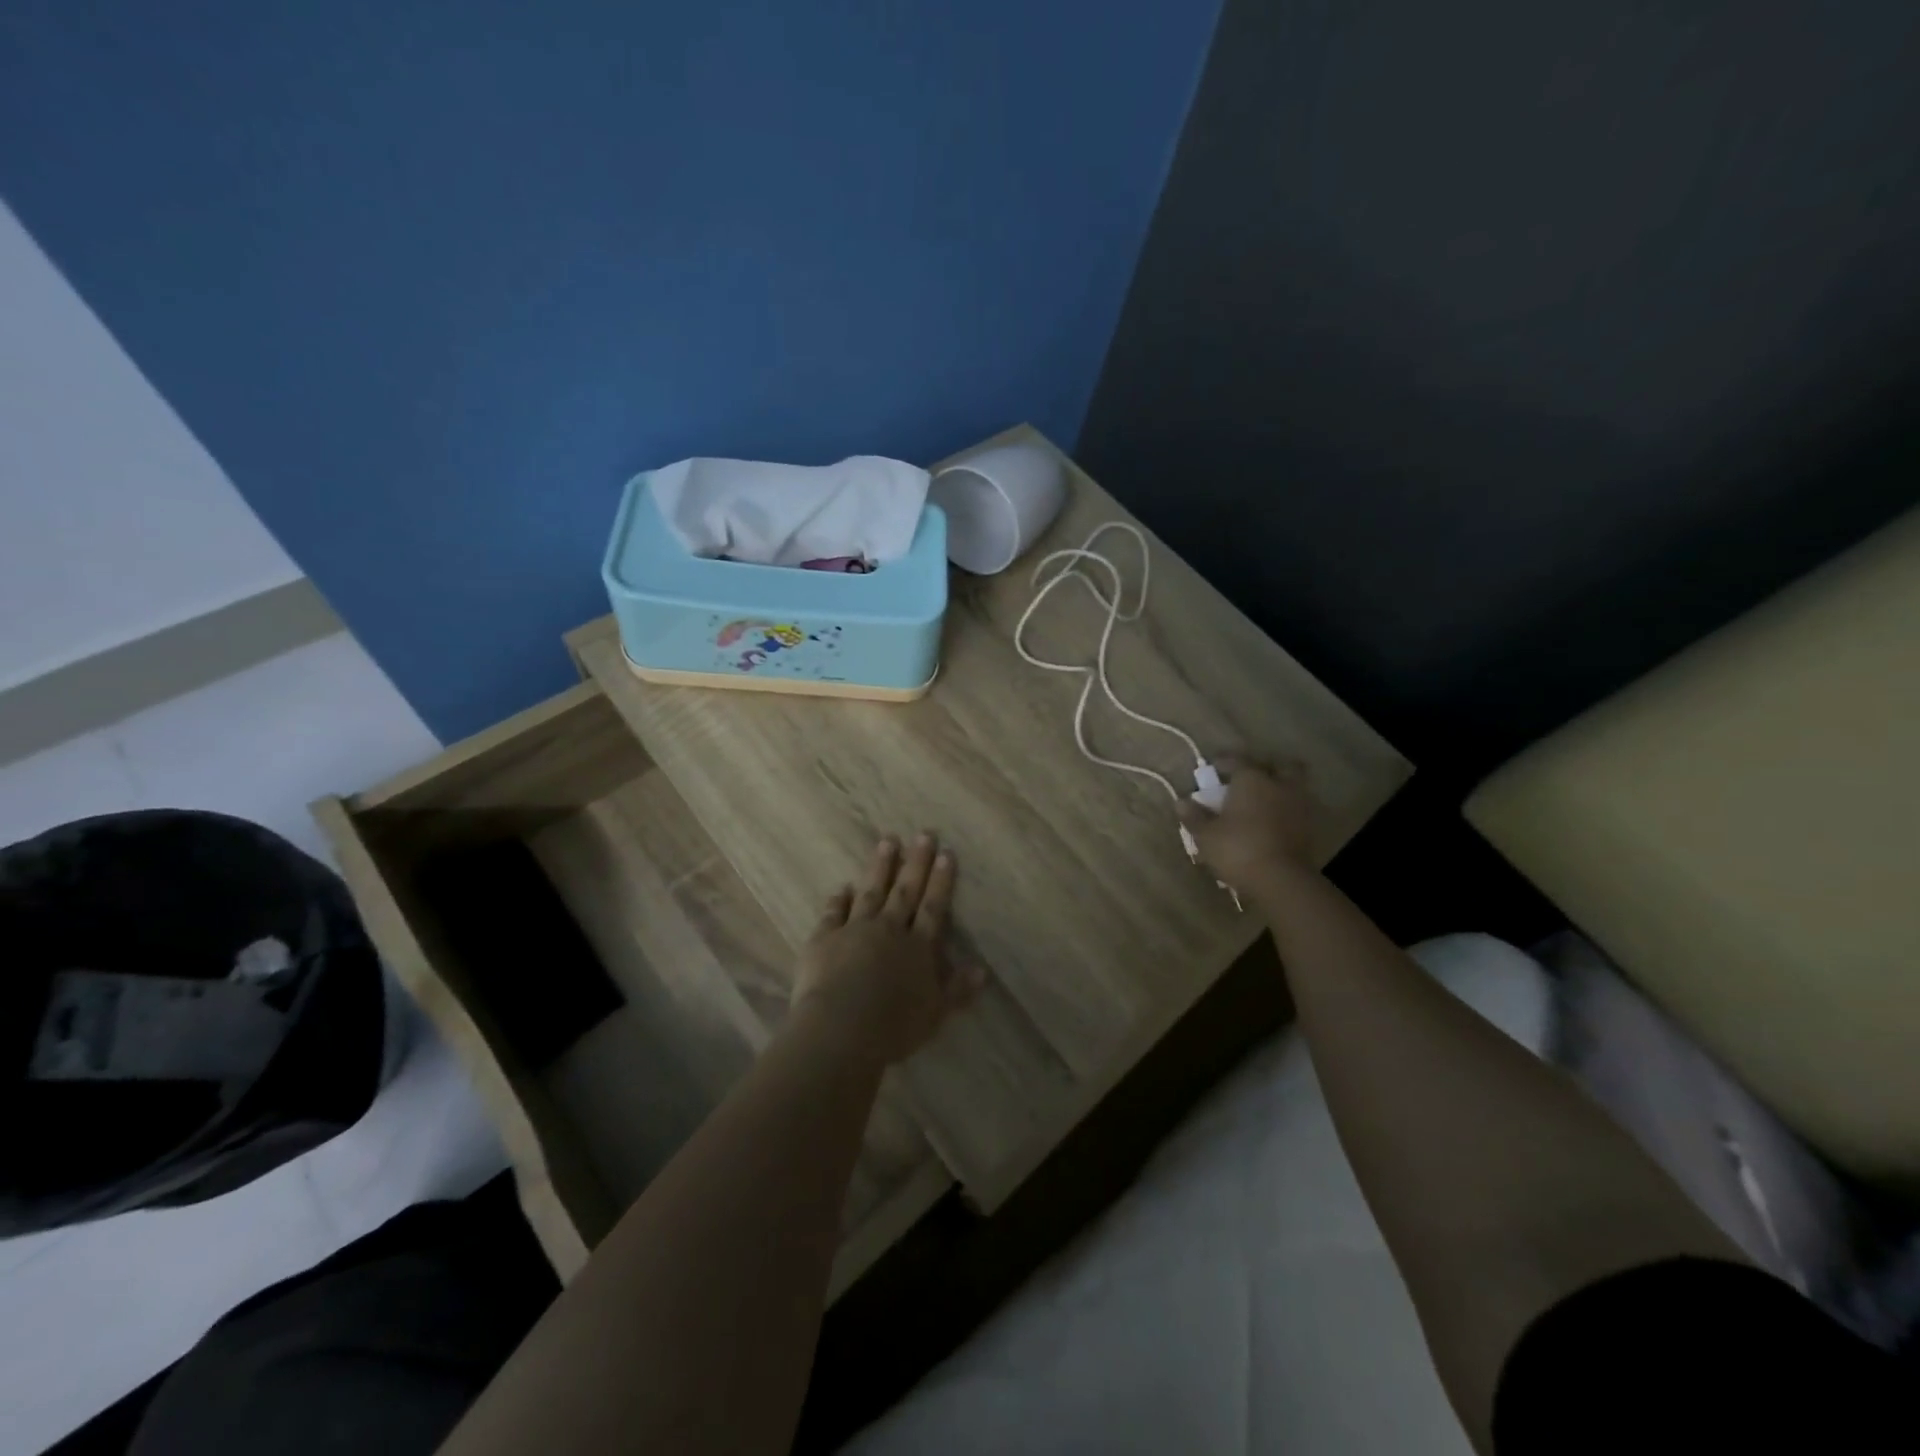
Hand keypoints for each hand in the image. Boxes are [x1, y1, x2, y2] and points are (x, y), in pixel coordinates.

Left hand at [790, 834, 985, 1064]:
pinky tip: (842, 887)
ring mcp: (854, 930)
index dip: (941, 881)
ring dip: (880, 867)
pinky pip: (833, 913)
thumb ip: (957, 990)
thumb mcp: (934, 1013)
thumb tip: (982, 970)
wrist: (840, 1029)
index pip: (933, 907)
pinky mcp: (824, 939)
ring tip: (887, 841)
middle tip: (923, 834)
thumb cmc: (893, 1027)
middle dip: (915, 862)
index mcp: (918, 948)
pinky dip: (838, 899)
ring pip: (871, 892)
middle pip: (905, 891)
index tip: (946, 853)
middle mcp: (889, 930)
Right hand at [1175, 758, 1317, 891]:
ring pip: (1293, 786)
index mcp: (1251, 779)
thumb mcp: (1206, 834)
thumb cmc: (1237, 848)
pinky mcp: (1309, 827)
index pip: (1237, 760)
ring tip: (1263, 800)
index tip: (1214, 767)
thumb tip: (1181, 802)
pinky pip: (1297, 809)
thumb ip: (1194, 816)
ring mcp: (1298, 805)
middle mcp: (1279, 784)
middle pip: (1279, 765)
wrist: (1281, 880)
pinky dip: (1287, 810)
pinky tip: (1274, 821)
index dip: (1224, 762)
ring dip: (1280, 788)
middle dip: (1265, 767)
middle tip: (1250, 777)